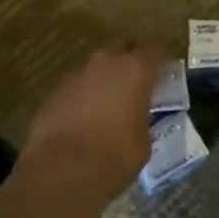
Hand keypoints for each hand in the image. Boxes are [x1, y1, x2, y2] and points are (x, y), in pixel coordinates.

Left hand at [19, 42, 165, 202]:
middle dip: (129, 58)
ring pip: (95, 67)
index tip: (165, 71)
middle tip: (137, 79)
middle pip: (121, 47)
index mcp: (135, 70)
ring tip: (109, 102)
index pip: (154, 50)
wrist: (63, 171)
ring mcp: (76, 76)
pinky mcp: (53, 93)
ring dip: (104, 78)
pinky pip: (76, 87)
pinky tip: (84, 118)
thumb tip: (134, 119)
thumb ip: (141, 119)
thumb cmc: (116, 156)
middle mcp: (105, 64)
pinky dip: (83, 96)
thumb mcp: (143, 141)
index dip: (161, 59)